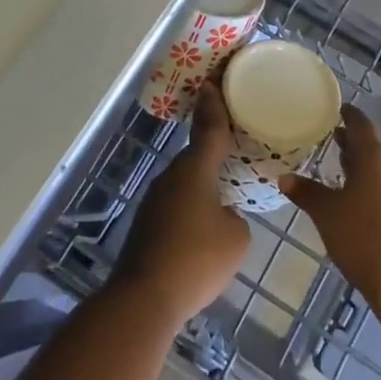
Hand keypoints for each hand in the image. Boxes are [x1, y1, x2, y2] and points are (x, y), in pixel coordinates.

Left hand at [114, 81, 251, 326]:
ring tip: (223, 198)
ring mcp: (155, 199)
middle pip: (197, 155)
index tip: (213, 81)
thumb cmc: (197, 259)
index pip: (209, 127)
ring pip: (185, 182)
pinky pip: (176, 205)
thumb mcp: (236, 236)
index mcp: (196, 168)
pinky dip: (190, 209)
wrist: (144, 298)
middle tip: (235, 150)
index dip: (214, 104)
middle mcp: (173, 175)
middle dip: (213, 152)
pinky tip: (201, 233)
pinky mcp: (146, 224)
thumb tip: (223, 214)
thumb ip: (235, 215)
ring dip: (202, 185)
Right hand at [279, 105, 380, 301]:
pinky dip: (366, 185)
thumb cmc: (363, 236)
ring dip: (358, 165)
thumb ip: (306, 193)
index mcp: (373, 157)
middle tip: (326, 137)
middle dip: (349, 142)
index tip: (333, 109)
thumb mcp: (327, 213)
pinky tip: (351, 199)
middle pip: (369, 146)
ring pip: (377, 168)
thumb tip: (284, 177)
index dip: (347, 114)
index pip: (360, 124)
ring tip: (334, 167)